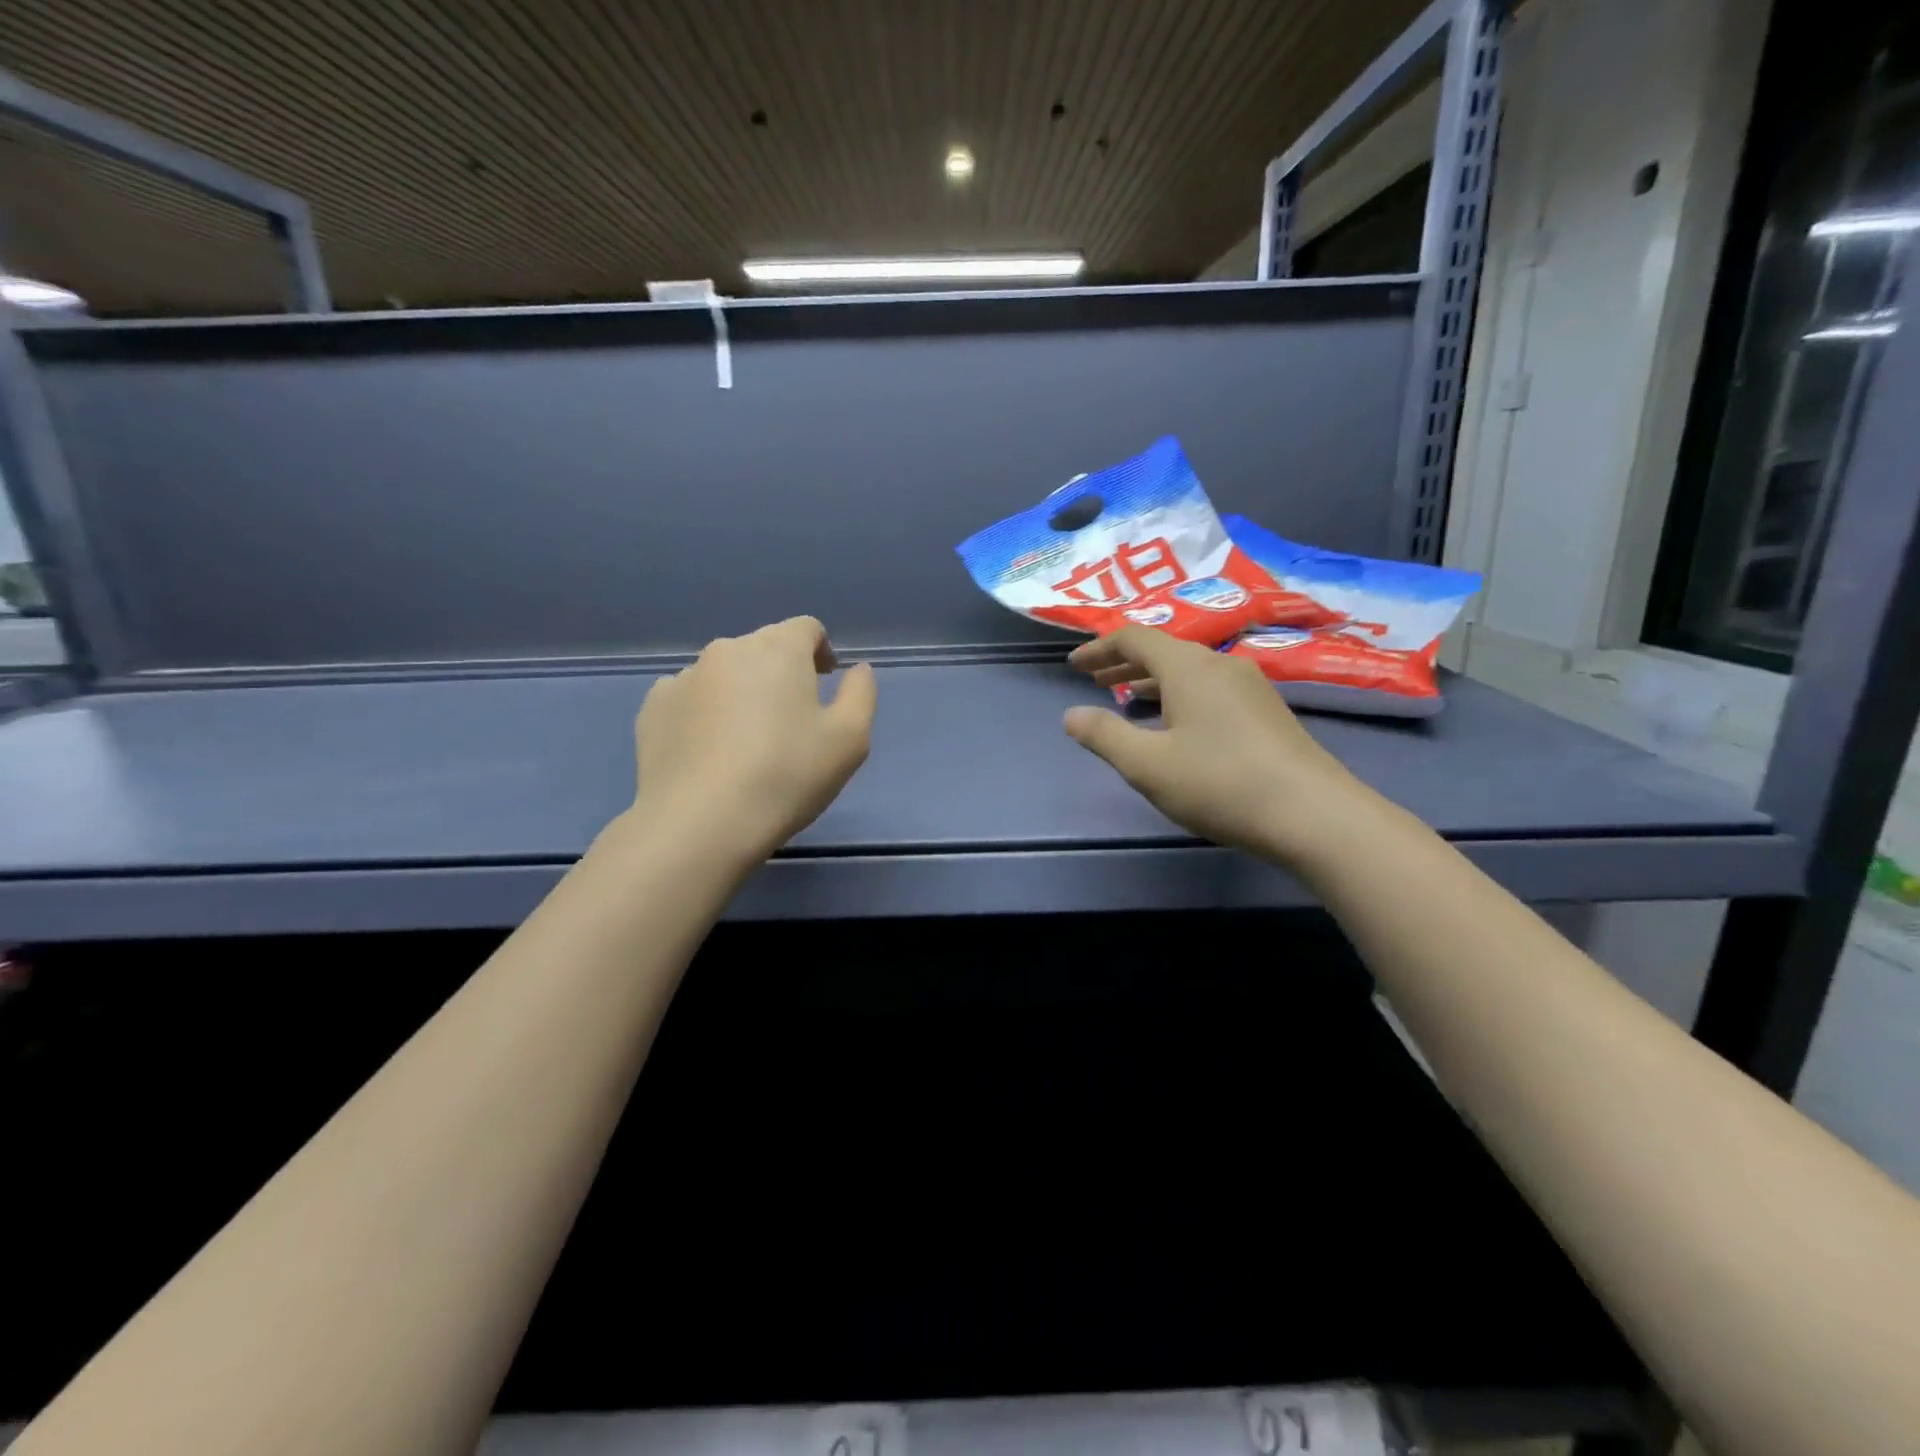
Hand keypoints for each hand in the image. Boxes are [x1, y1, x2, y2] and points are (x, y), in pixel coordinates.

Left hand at [626, 617, 876, 864]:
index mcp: (778, 649)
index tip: (825, 683)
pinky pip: (690, 698)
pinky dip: (705, 713)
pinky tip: (710, 752)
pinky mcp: (653, 708)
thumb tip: (856, 669)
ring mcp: (683, 677)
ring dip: (741, 692)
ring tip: (747, 742)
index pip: (806, 628)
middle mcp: (727, 650)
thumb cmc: (787, 776)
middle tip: (790, 721)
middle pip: (763, 648)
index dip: (820, 651)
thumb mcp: (850, 739)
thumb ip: (861, 693)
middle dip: (781, 672)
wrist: (700, 823)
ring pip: (724, 673)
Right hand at [1063, 627, 1370, 864]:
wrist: (1313, 814)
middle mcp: (1220, 664)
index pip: (1134, 638)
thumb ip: (1104, 735)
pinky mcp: (1265, 711)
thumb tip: (1071, 715)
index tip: (1074, 665)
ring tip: (1125, 699)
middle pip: (1163, 650)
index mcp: (1188, 667)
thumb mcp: (1148, 764)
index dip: (1099, 648)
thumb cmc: (1220, 783)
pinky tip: (1174, 724)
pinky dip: (1178, 695)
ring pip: (1188, 670)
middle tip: (1094, 681)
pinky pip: (1209, 688)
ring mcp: (1249, 686)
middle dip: (1123, 663)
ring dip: (1152, 680)